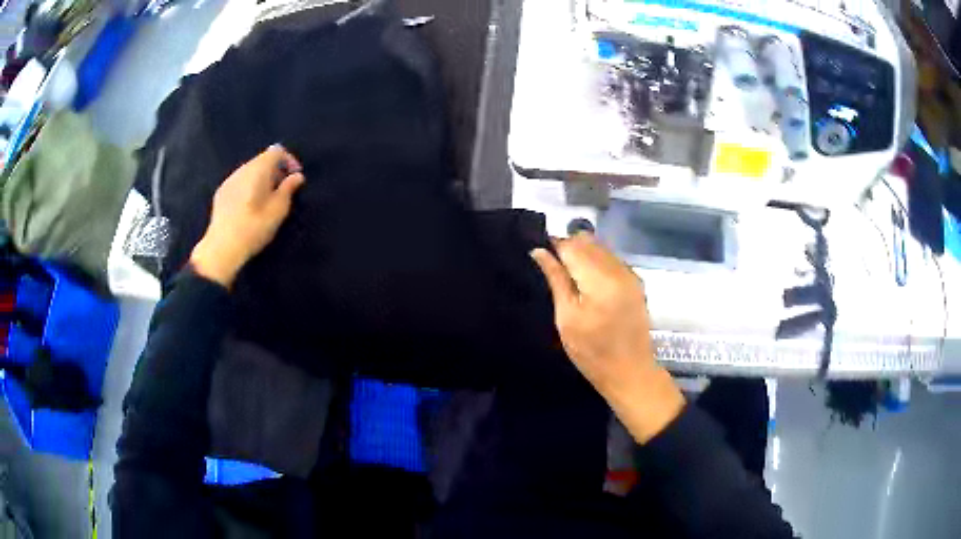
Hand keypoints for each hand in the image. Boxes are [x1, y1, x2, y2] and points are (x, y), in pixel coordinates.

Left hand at [190, 145, 305, 287]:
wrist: (222, 247)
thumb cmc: (254, 228)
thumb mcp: (278, 210)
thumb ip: (288, 189)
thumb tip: (297, 177)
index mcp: (258, 169)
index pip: (277, 151)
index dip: (289, 160)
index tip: (295, 178)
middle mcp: (242, 169)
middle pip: (262, 159)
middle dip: (275, 170)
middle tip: (283, 191)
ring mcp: (229, 180)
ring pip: (250, 170)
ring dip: (262, 179)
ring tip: (267, 200)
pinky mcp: (221, 192)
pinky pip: (240, 181)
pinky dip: (249, 186)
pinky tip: (250, 206)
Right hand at [531, 233, 684, 442]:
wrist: (630, 371)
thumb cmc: (592, 352)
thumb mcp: (567, 318)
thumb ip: (556, 280)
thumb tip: (539, 252)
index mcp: (599, 279)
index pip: (571, 246)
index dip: (553, 246)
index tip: (541, 255)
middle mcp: (618, 269)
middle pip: (587, 241)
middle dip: (568, 248)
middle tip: (553, 269)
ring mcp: (630, 274)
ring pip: (600, 247)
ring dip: (583, 254)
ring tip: (570, 277)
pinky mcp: (636, 281)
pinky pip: (611, 258)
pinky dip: (597, 262)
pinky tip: (589, 282)